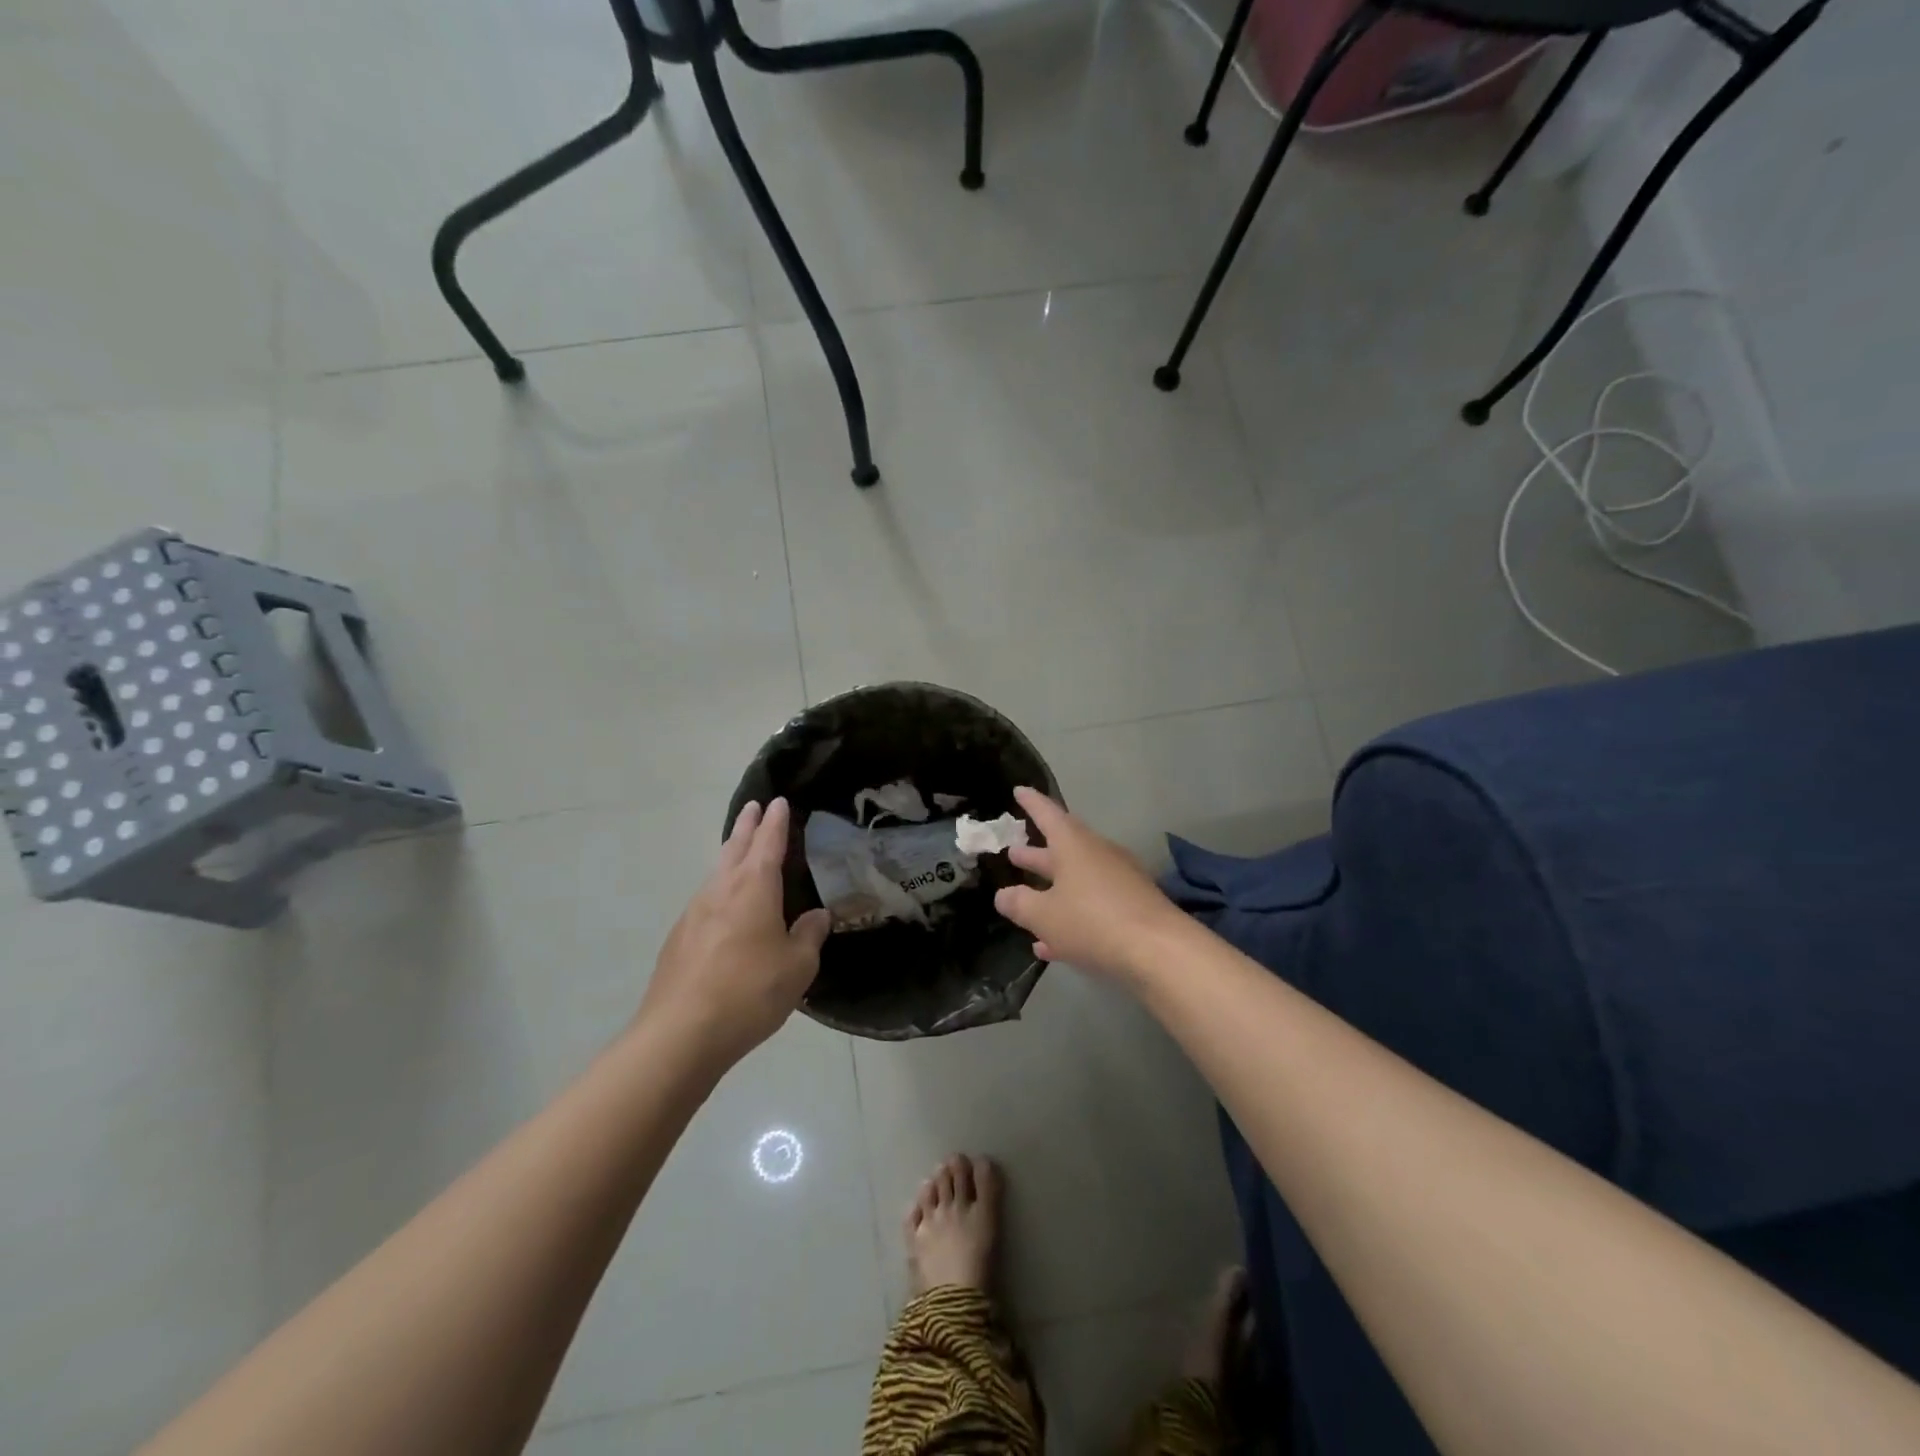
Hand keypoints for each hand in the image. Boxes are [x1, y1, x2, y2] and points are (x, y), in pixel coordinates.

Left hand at [640, 799, 831, 1069]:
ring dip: (730, 853)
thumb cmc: (749, 992)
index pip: (768, 843)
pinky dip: (720, 887)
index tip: (777, 801)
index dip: (775, 822)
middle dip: (746, 826)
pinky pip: (706, 899)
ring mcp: (694, 913)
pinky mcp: (679, 938)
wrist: (680, 1034)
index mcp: (754, 887)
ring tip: (739, 848)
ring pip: (716, 871)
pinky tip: (724, 905)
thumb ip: (809, 936)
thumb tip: (817, 916)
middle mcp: (721, 890)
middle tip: (753, 807)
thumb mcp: (797, 967)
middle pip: (735, 847)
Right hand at [993, 787, 1183, 983]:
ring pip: (1076, 879)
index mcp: (1074, 845)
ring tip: (1025, 896)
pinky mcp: (1132, 908)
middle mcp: (1098, 855)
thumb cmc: (1092, 921)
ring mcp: (1118, 881)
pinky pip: (1092, 906)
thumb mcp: (1044, 915)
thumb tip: (1003, 895)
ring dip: (1051, 887)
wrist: (1160, 952)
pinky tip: (1050, 944)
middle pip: (1062, 848)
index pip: (1048, 814)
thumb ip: (1019, 903)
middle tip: (1013, 850)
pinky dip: (1071, 916)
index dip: (1031, 803)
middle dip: (1036, 853)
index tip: (1019, 791)